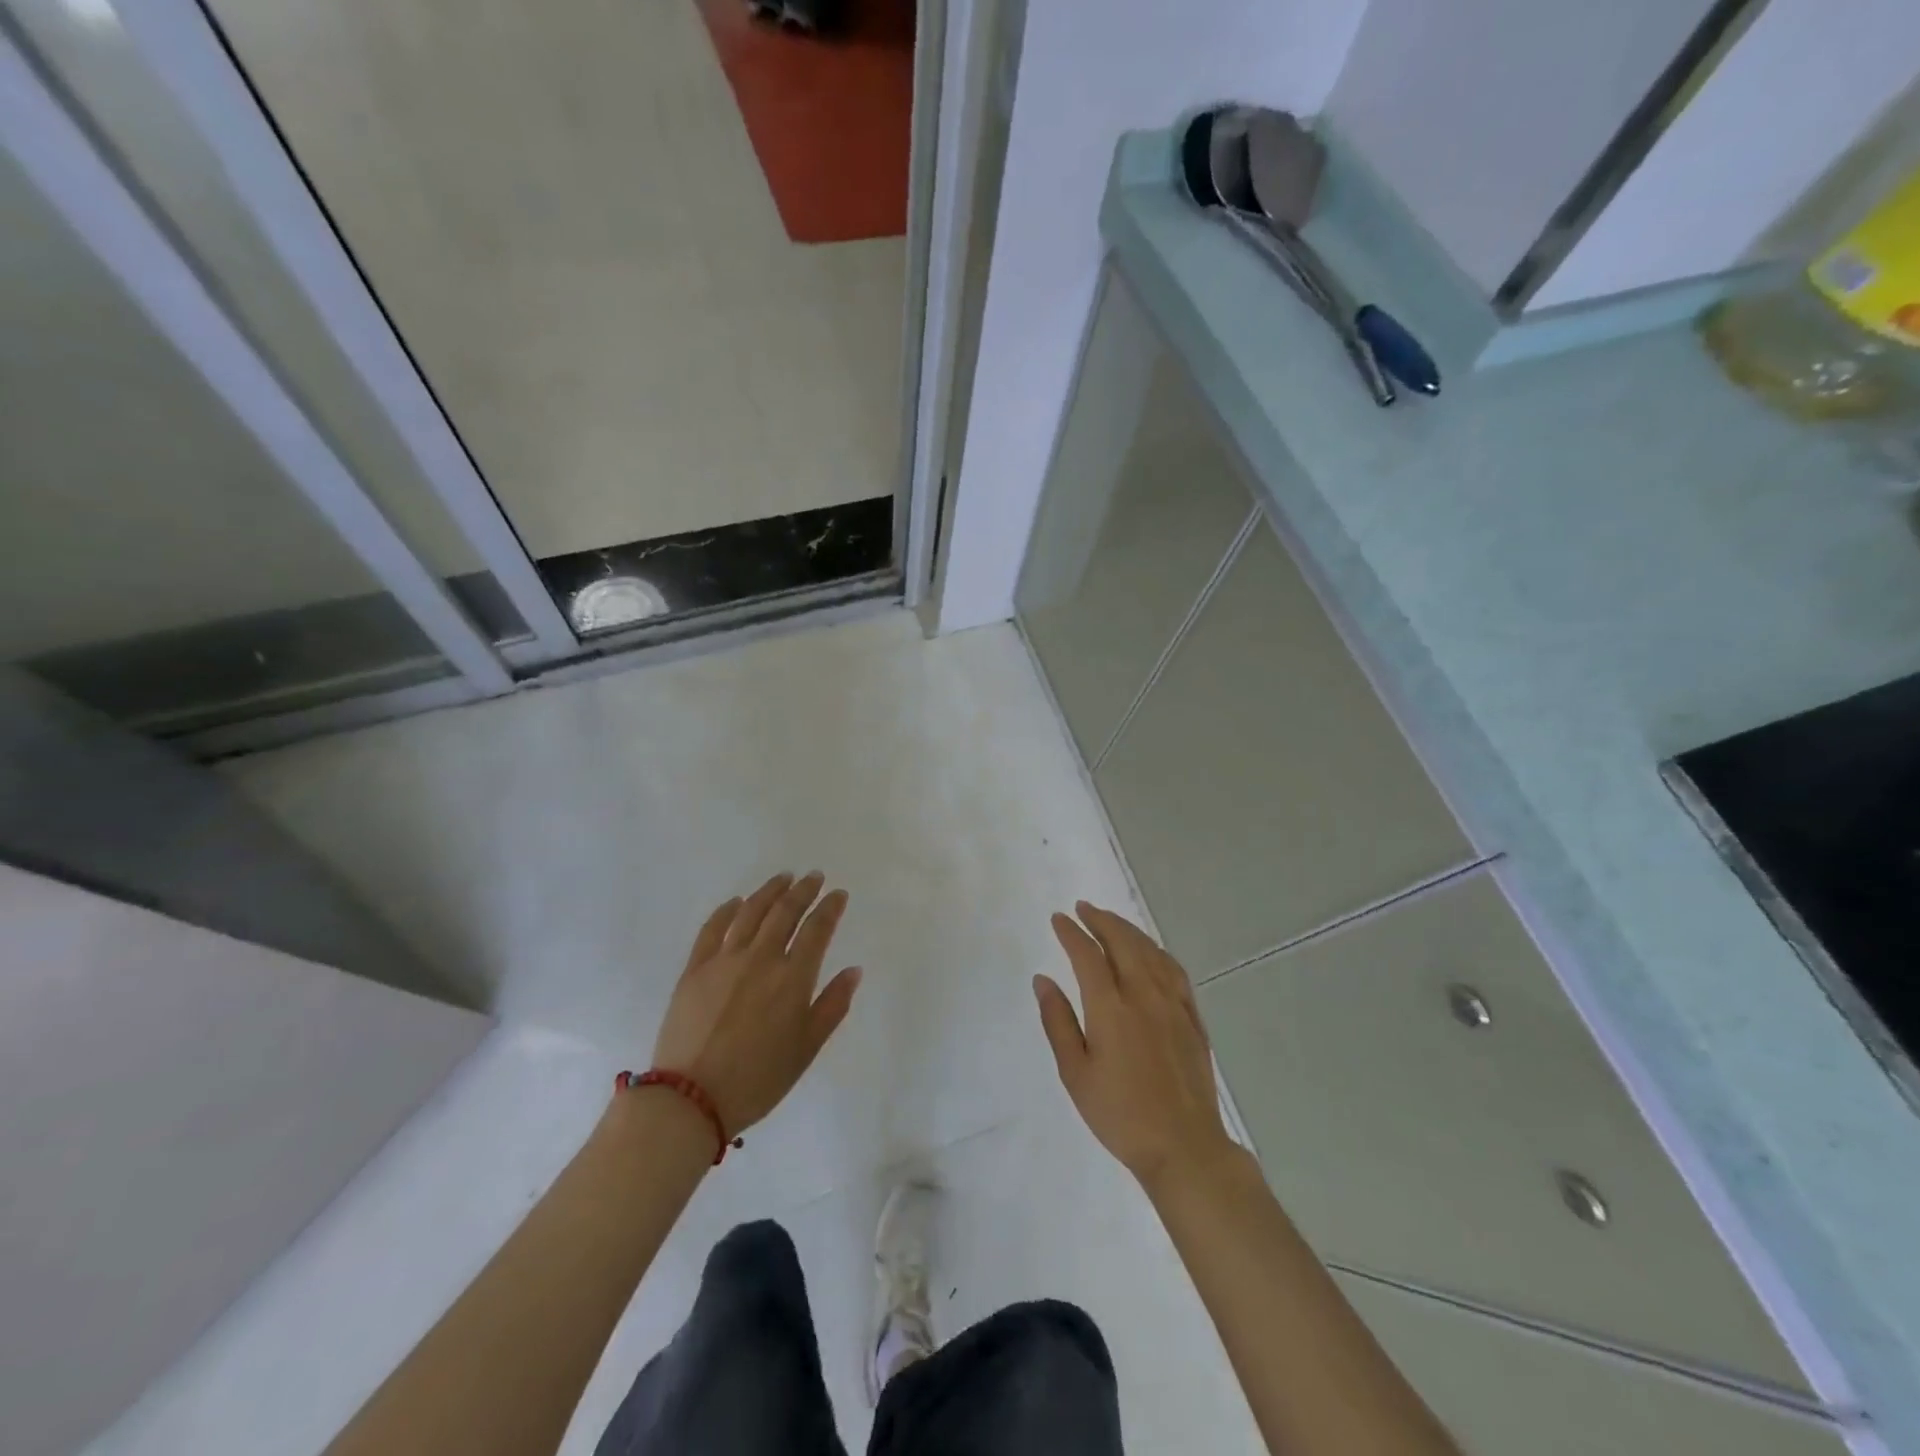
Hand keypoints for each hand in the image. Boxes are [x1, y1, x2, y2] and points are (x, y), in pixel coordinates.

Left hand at [652, 872, 860, 1138]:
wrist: (691, 1099)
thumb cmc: (759, 1079)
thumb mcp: (807, 1048)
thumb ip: (833, 1006)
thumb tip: (853, 970)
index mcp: (792, 978)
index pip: (817, 929)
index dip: (830, 908)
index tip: (838, 894)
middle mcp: (761, 958)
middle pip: (785, 912)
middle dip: (803, 891)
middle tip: (813, 877)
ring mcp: (724, 960)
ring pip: (750, 912)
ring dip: (769, 891)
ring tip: (782, 878)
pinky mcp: (695, 968)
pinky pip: (713, 928)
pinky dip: (727, 910)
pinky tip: (736, 902)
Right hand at [1035, 902, 1235, 1188]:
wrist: (1183, 1146)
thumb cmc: (1120, 1114)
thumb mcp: (1075, 1073)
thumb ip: (1058, 1021)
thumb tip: (1043, 979)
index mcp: (1111, 1008)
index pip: (1088, 955)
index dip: (1071, 933)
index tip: (1058, 919)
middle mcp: (1144, 995)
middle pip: (1122, 942)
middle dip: (1101, 920)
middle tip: (1083, 908)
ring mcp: (1173, 1004)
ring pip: (1150, 951)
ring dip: (1128, 930)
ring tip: (1111, 922)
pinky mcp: (1192, 1018)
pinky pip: (1174, 970)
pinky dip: (1157, 951)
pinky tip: (1151, 952)